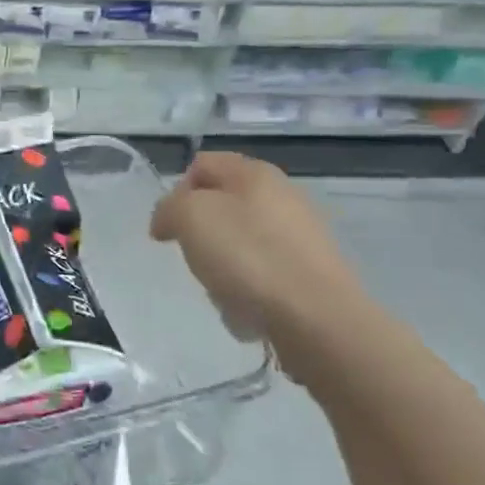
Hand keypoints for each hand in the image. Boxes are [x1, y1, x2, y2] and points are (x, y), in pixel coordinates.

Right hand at [149, 153, 372, 345]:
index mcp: (255, 172)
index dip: (176, 193)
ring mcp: (301, 234)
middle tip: (194, 257)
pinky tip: (247, 307)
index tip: (169, 229)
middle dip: (200, 232)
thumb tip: (170, 220)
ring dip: (221, 263)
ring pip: (239, 241)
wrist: (316, 318)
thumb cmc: (248, 257)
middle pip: (221, 205)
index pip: (201, 165)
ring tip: (221, 290)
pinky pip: (262, 272)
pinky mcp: (311, 272)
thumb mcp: (191, 218)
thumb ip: (170, 208)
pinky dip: (247, 287)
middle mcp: (283, 195)